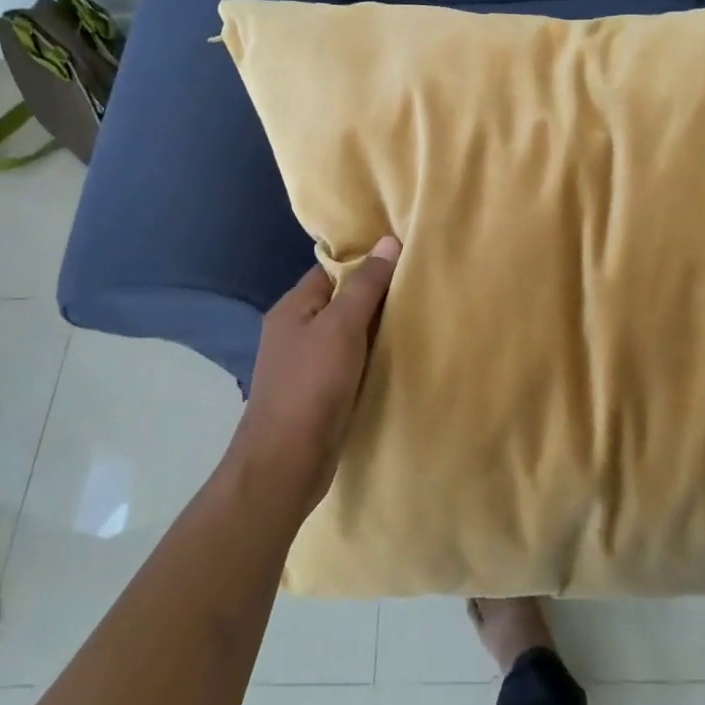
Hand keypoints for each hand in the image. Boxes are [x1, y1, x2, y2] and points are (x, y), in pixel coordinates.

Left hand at [235, 236, 399, 517]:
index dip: (365, 262)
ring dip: (375, 330)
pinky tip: (397, 358)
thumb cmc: (311, 384)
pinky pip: (349, 364)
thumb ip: (366, 285)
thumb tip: (389, 242)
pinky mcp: (318, 394)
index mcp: (293, 308)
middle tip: (418, 287)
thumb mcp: (342, 326)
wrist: (286, 462)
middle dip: (375, 296)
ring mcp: (305, 365)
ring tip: (416, 318)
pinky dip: (370, 359)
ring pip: (347, 335)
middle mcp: (295, 331)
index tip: (404, 258)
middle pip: (341, 301)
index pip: (332, 270)